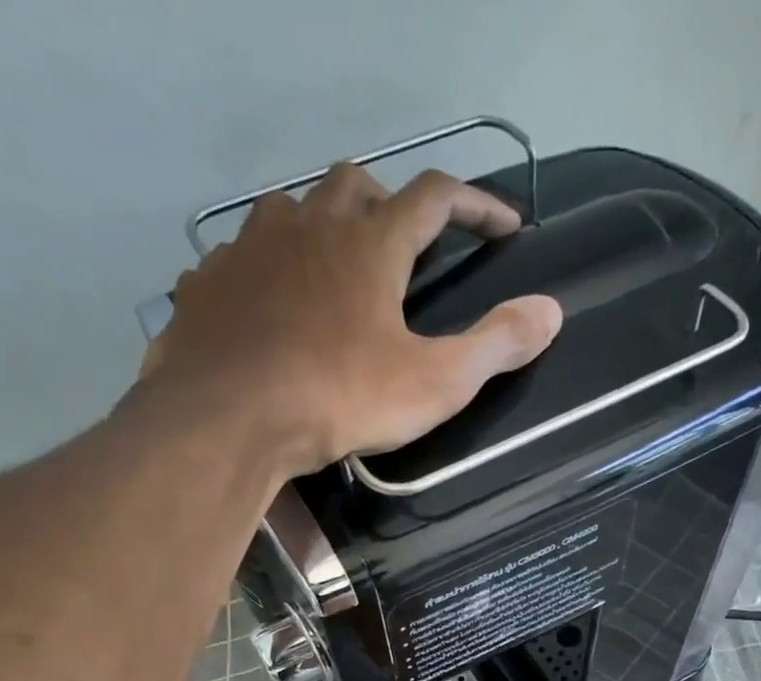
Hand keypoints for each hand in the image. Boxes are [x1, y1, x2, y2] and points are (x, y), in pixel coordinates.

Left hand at [141, 164, 562, 477]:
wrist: (229, 417)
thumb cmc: (340, 398)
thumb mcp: (434, 383)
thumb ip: (495, 345)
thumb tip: (551, 311)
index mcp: (371, 244)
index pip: (435, 197)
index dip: (475, 206)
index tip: (503, 228)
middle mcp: (309, 225)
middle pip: (355, 184)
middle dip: (388, 203)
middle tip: (402, 243)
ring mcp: (250, 247)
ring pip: (292, 210)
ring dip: (320, 227)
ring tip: (333, 269)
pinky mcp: (209, 282)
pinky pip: (242, 257)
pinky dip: (266, 269)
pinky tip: (270, 303)